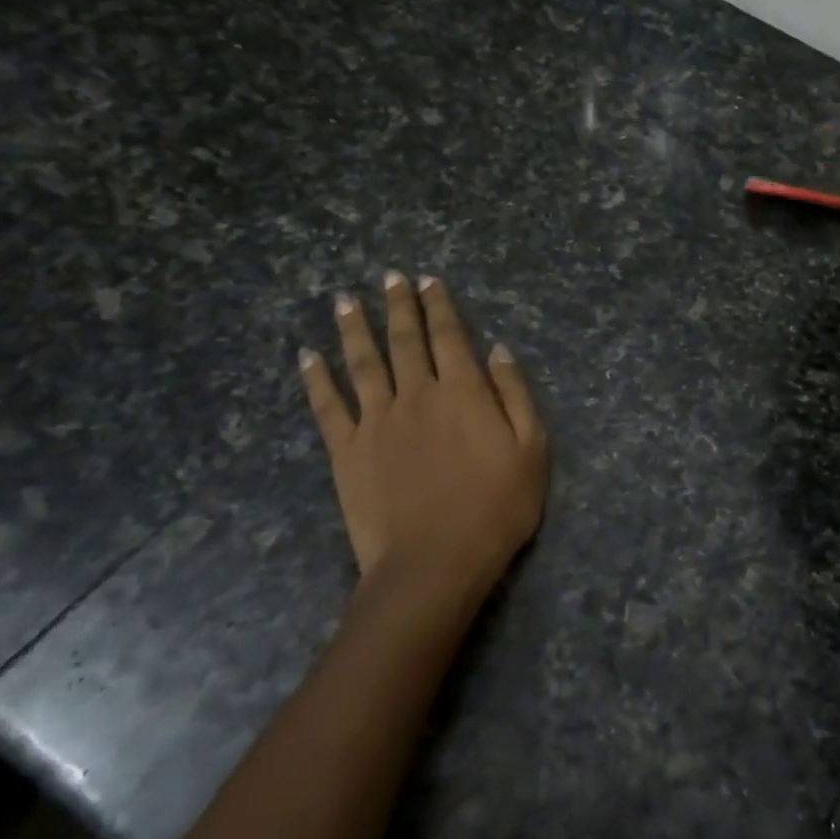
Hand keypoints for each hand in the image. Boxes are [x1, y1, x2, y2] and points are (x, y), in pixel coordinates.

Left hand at [300, 274, 548, 603]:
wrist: (435, 561)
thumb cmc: (496, 508)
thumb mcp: (532, 449)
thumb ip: (514, 394)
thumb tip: (497, 349)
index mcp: (463, 392)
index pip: (450, 336)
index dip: (440, 306)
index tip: (429, 281)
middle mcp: (417, 394)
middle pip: (405, 340)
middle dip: (399, 305)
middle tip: (390, 277)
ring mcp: (376, 421)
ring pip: (363, 363)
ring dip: (354, 329)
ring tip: (346, 300)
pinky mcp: (346, 450)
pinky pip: (327, 406)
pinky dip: (316, 379)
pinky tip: (307, 356)